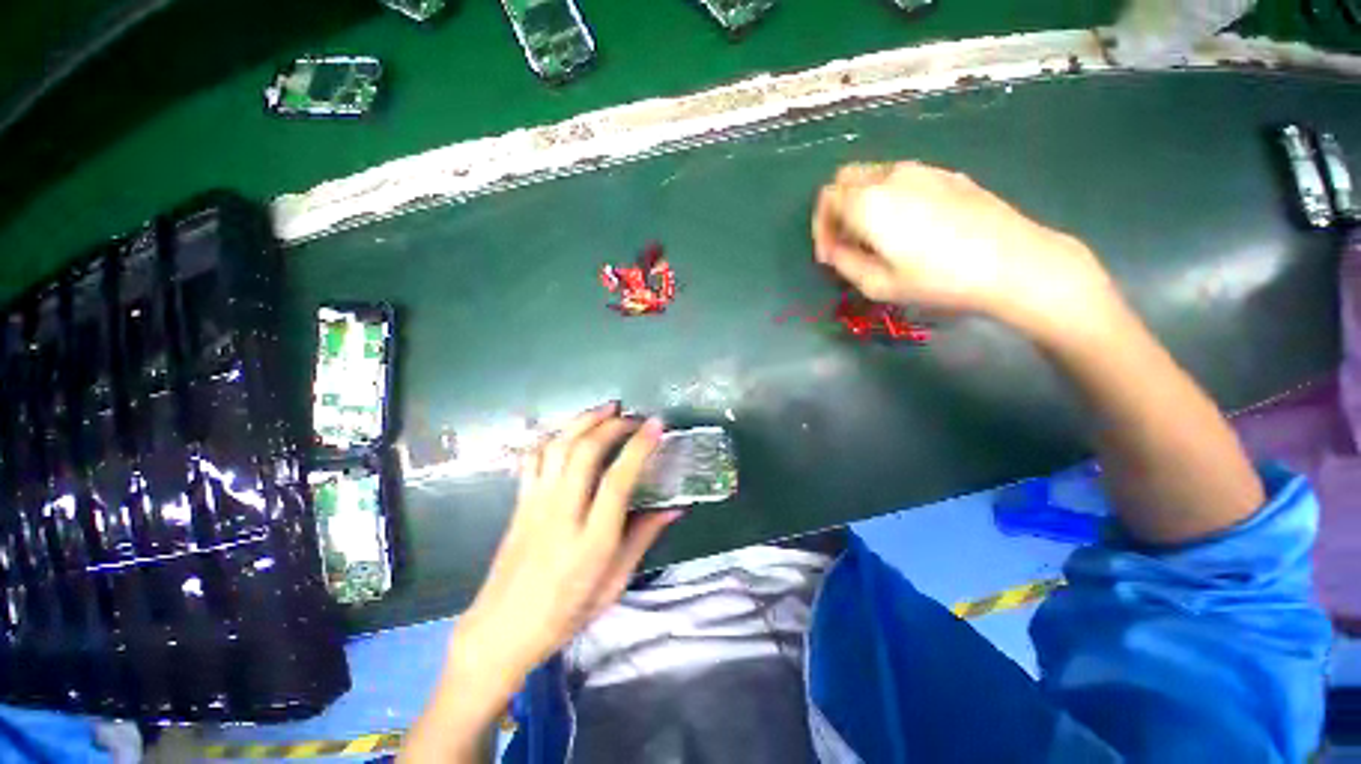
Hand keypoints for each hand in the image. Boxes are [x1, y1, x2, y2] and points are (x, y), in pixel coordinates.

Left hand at [447, 403, 678, 689]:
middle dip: (612, 425)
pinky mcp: (520, 502)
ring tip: (606, 409)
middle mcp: (562, 514)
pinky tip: (570, 431)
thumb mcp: (614, 584)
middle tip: (633, 417)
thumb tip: (673, 508)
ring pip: (558, 446)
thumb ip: (642, 539)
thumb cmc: (565, 613)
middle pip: (585, 451)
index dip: (639, 447)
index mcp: (591, 541)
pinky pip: (534, 456)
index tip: (656, 425)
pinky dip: (555, 435)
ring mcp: (536, 504)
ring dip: (584, 420)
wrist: (500, 631)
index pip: (618, 480)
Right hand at [812, 161, 1114, 335]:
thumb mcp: (878, 284)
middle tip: (846, 241)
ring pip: (875, 175)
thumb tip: (834, 250)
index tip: (830, 255)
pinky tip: (908, 225)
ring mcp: (923, 171)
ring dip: (863, 202)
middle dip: (837, 209)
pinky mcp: (948, 175)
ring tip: (876, 236)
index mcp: (868, 202)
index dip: (820, 228)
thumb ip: (844, 263)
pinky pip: (903, 178)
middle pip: (846, 178)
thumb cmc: (938, 279)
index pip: (826, 200)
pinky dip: (890, 196)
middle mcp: (891, 176)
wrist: (1014, 262)